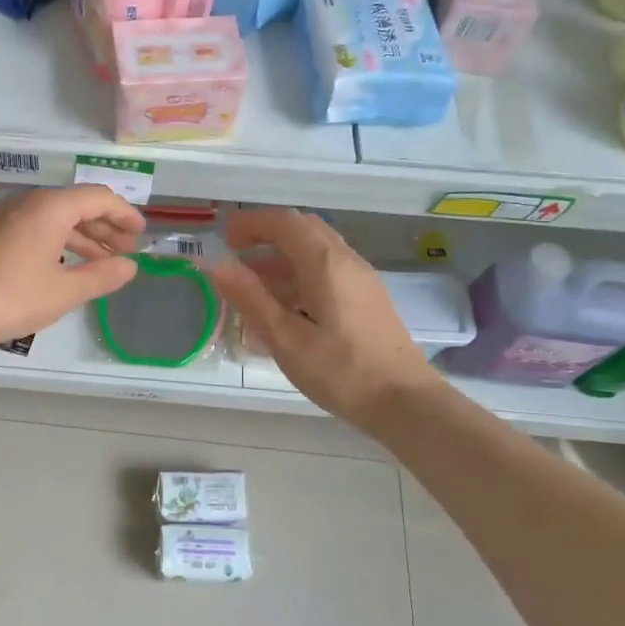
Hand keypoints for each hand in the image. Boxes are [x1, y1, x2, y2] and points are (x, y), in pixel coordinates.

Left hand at [0, 185, 144, 353]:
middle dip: (105, 226)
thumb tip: (130, 266)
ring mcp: (4, 216)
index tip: (140, 234)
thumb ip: (102, 276)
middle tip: (125, 251)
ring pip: (54, 218)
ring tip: (101, 261)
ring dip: (81, 236)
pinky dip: (57, 241)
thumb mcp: (64, 291)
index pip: (98, 197)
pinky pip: (35, 227)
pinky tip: (64, 266)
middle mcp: (27, 202)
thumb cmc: (11, 297)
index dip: (124, 214)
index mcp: (50, 207)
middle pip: (76, 205)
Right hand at [206, 208, 443, 429]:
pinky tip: (285, 304)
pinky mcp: (367, 298)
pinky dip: (299, 272)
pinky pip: (328, 269)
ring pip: (316, 249)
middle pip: (303, 229)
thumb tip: (218, 265)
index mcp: (325, 263)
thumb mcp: (286, 339)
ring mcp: (361, 278)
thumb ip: (251, 299)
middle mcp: (346, 260)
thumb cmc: (342, 371)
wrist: (406, 402)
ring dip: (282, 255)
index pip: (285, 223)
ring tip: (252, 282)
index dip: (251, 223)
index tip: (224, 237)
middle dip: (266, 234)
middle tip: (236, 252)